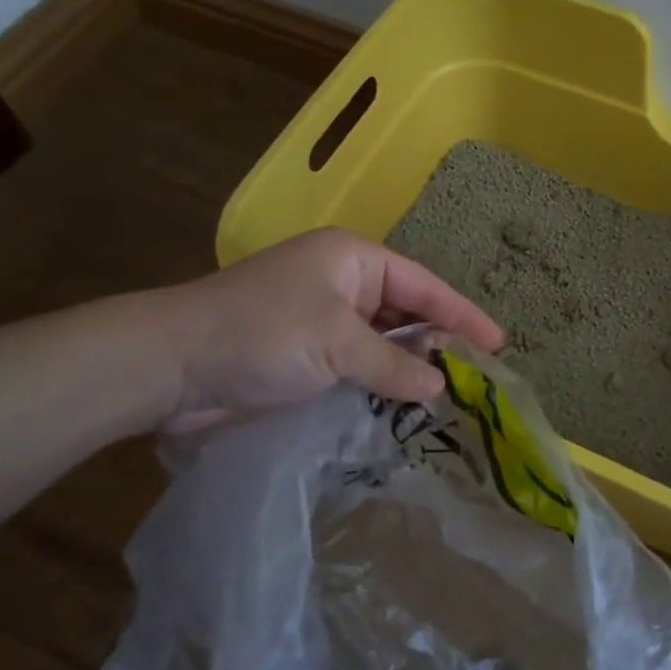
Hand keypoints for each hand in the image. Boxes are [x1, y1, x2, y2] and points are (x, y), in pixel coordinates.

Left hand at [142, 228, 503, 429]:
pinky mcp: (304, 357)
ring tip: (447, 398)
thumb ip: (393, 364)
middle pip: (405, 313)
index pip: (423, 285)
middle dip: (437, 343)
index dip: (462, 314)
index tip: (498, 343)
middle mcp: (341, 284)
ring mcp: (321, 321)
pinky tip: (403, 409)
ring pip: (382, 344)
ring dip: (407, 369)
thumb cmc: (262, 333)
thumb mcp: (337, 343)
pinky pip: (357, 367)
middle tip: (475, 379)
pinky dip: (379, 385)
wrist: (172, 366)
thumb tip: (439, 386)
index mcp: (353, 260)